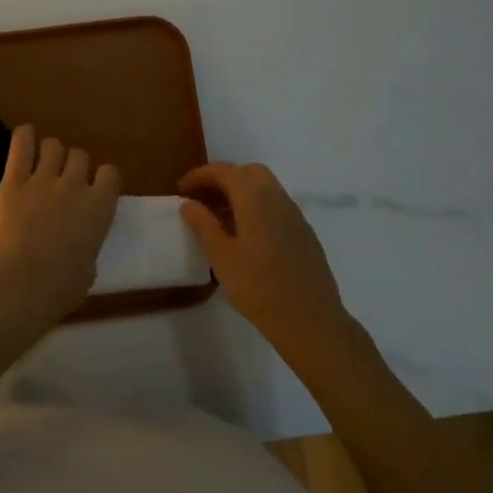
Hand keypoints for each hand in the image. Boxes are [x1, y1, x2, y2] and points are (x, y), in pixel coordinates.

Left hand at [0, 125, 119, 331]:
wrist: (18, 286)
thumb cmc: (58, 289)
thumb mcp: (88, 271)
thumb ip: (87, 248)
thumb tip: (80, 249)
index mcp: (99, 208)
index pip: (110, 173)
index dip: (102, 179)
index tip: (94, 190)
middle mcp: (74, 185)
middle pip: (79, 155)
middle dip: (73, 166)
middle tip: (63, 183)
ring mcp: (42, 179)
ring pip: (53, 145)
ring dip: (50, 154)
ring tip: (42, 167)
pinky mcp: (13, 180)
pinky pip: (21, 144)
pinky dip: (24, 137)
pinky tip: (24, 138)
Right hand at [179, 162, 352, 356]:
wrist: (310, 321)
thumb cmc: (259, 287)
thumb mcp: (221, 256)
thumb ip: (203, 224)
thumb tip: (188, 203)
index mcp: (255, 198)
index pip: (224, 171)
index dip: (200, 176)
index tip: (181, 190)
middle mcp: (278, 199)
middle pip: (248, 173)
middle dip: (223, 180)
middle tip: (203, 200)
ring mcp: (295, 216)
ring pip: (265, 189)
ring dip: (241, 194)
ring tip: (220, 220)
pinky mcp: (304, 234)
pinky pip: (276, 208)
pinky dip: (257, 209)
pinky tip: (246, 237)